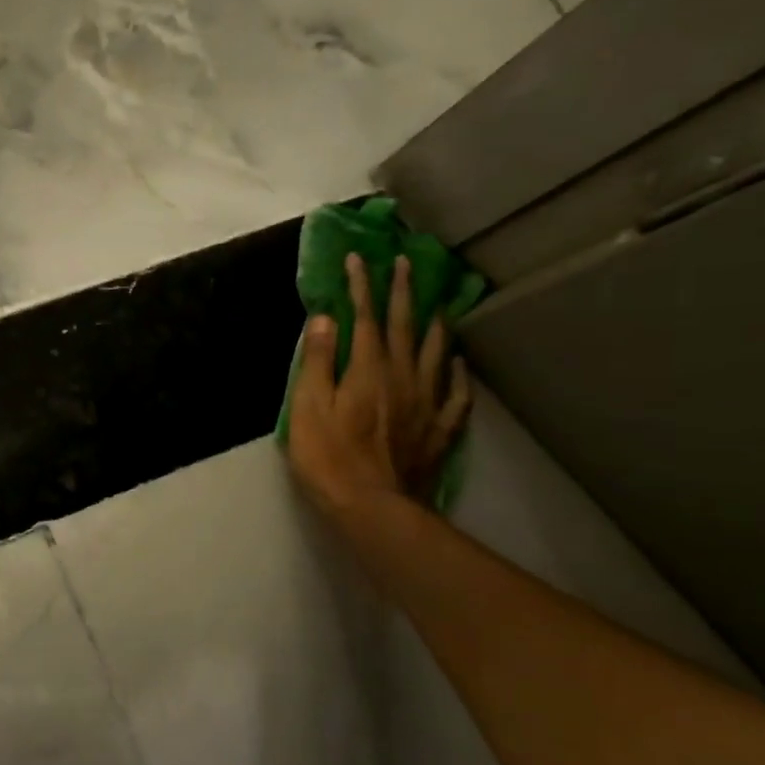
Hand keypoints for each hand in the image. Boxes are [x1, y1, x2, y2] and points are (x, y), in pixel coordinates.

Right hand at [287, 251, 471, 516]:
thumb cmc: (328, 456)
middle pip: (405, 327)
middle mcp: (402, 377)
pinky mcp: (439, 429)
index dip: (361, 287)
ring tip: (436, 305)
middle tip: (405, 264)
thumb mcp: (307, 407)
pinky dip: (456, 372)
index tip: (358, 259)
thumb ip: (317, 361)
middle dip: (403, 293)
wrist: (372, 505)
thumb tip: (323, 318)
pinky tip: (456, 362)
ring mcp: (426, 403)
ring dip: (434, 324)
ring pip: (436, 353)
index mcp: (367, 370)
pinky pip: (456, 393)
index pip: (365, 318)